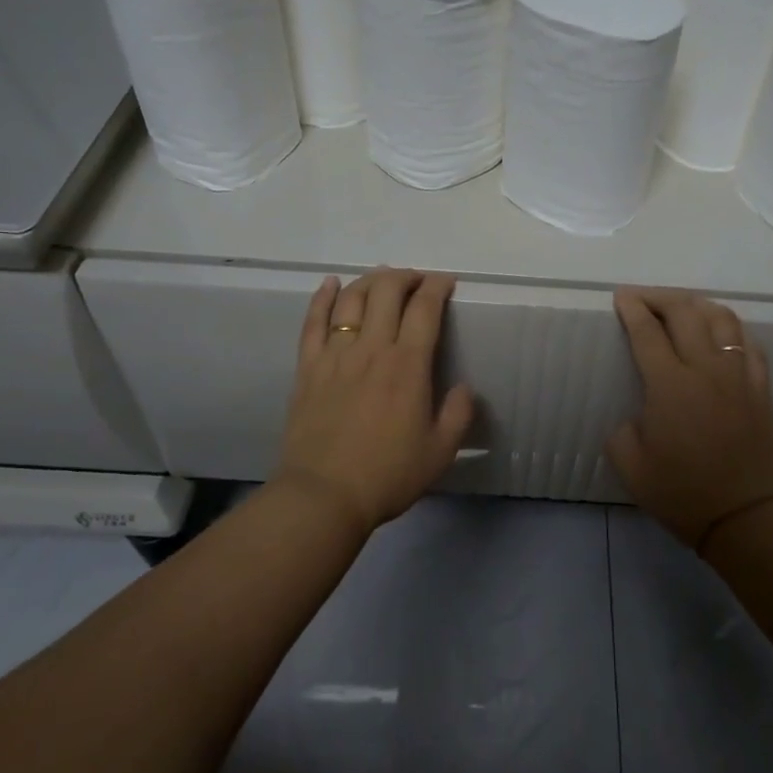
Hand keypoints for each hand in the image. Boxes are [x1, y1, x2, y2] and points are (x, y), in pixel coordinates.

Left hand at [274, 268, 475, 534]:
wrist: (324, 495)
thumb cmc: (387, 475)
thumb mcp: (440, 451)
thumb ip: (458, 414)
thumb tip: (464, 387)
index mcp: (408, 366)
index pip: (425, 309)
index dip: (438, 288)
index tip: (447, 283)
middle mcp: (372, 349)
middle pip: (387, 292)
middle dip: (406, 277)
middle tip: (417, 281)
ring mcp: (335, 355)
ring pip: (352, 300)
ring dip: (370, 281)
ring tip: (382, 279)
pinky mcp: (308, 368)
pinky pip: (313, 322)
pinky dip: (323, 298)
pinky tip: (331, 284)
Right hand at [607, 288, 772, 550]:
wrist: (747, 517)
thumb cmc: (683, 494)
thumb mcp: (630, 467)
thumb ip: (621, 431)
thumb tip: (637, 416)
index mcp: (670, 385)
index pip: (647, 332)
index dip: (632, 309)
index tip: (621, 297)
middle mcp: (706, 368)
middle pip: (685, 312)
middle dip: (659, 297)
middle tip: (642, 298)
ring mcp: (739, 375)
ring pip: (722, 319)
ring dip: (697, 304)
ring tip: (681, 308)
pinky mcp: (761, 388)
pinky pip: (749, 343)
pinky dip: (731, 329)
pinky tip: (721, 335)